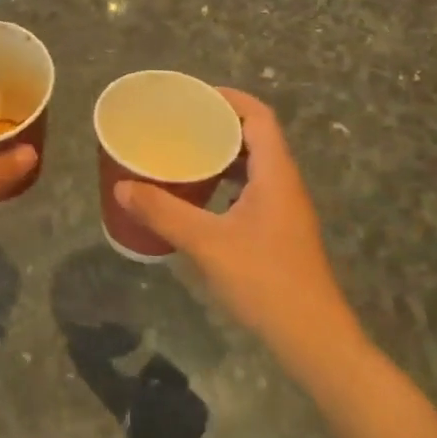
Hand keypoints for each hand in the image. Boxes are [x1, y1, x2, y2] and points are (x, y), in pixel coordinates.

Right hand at [115, 90, 353, 373]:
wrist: (314, 341)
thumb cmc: (265, 282)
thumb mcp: (207, 244)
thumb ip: (163, 212)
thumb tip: (122, 186)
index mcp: (276, 174)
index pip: (259, 116)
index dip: (229, 98)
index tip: (194, 96)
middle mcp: (285, 184)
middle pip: (256, 137)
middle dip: (219, 125)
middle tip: (180, 123)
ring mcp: (286, 210)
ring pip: (254, 166)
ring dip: (223, 155)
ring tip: (184, 154)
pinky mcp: (281, 233)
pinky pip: (252, 190)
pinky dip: (226, 183)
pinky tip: (200, 199)